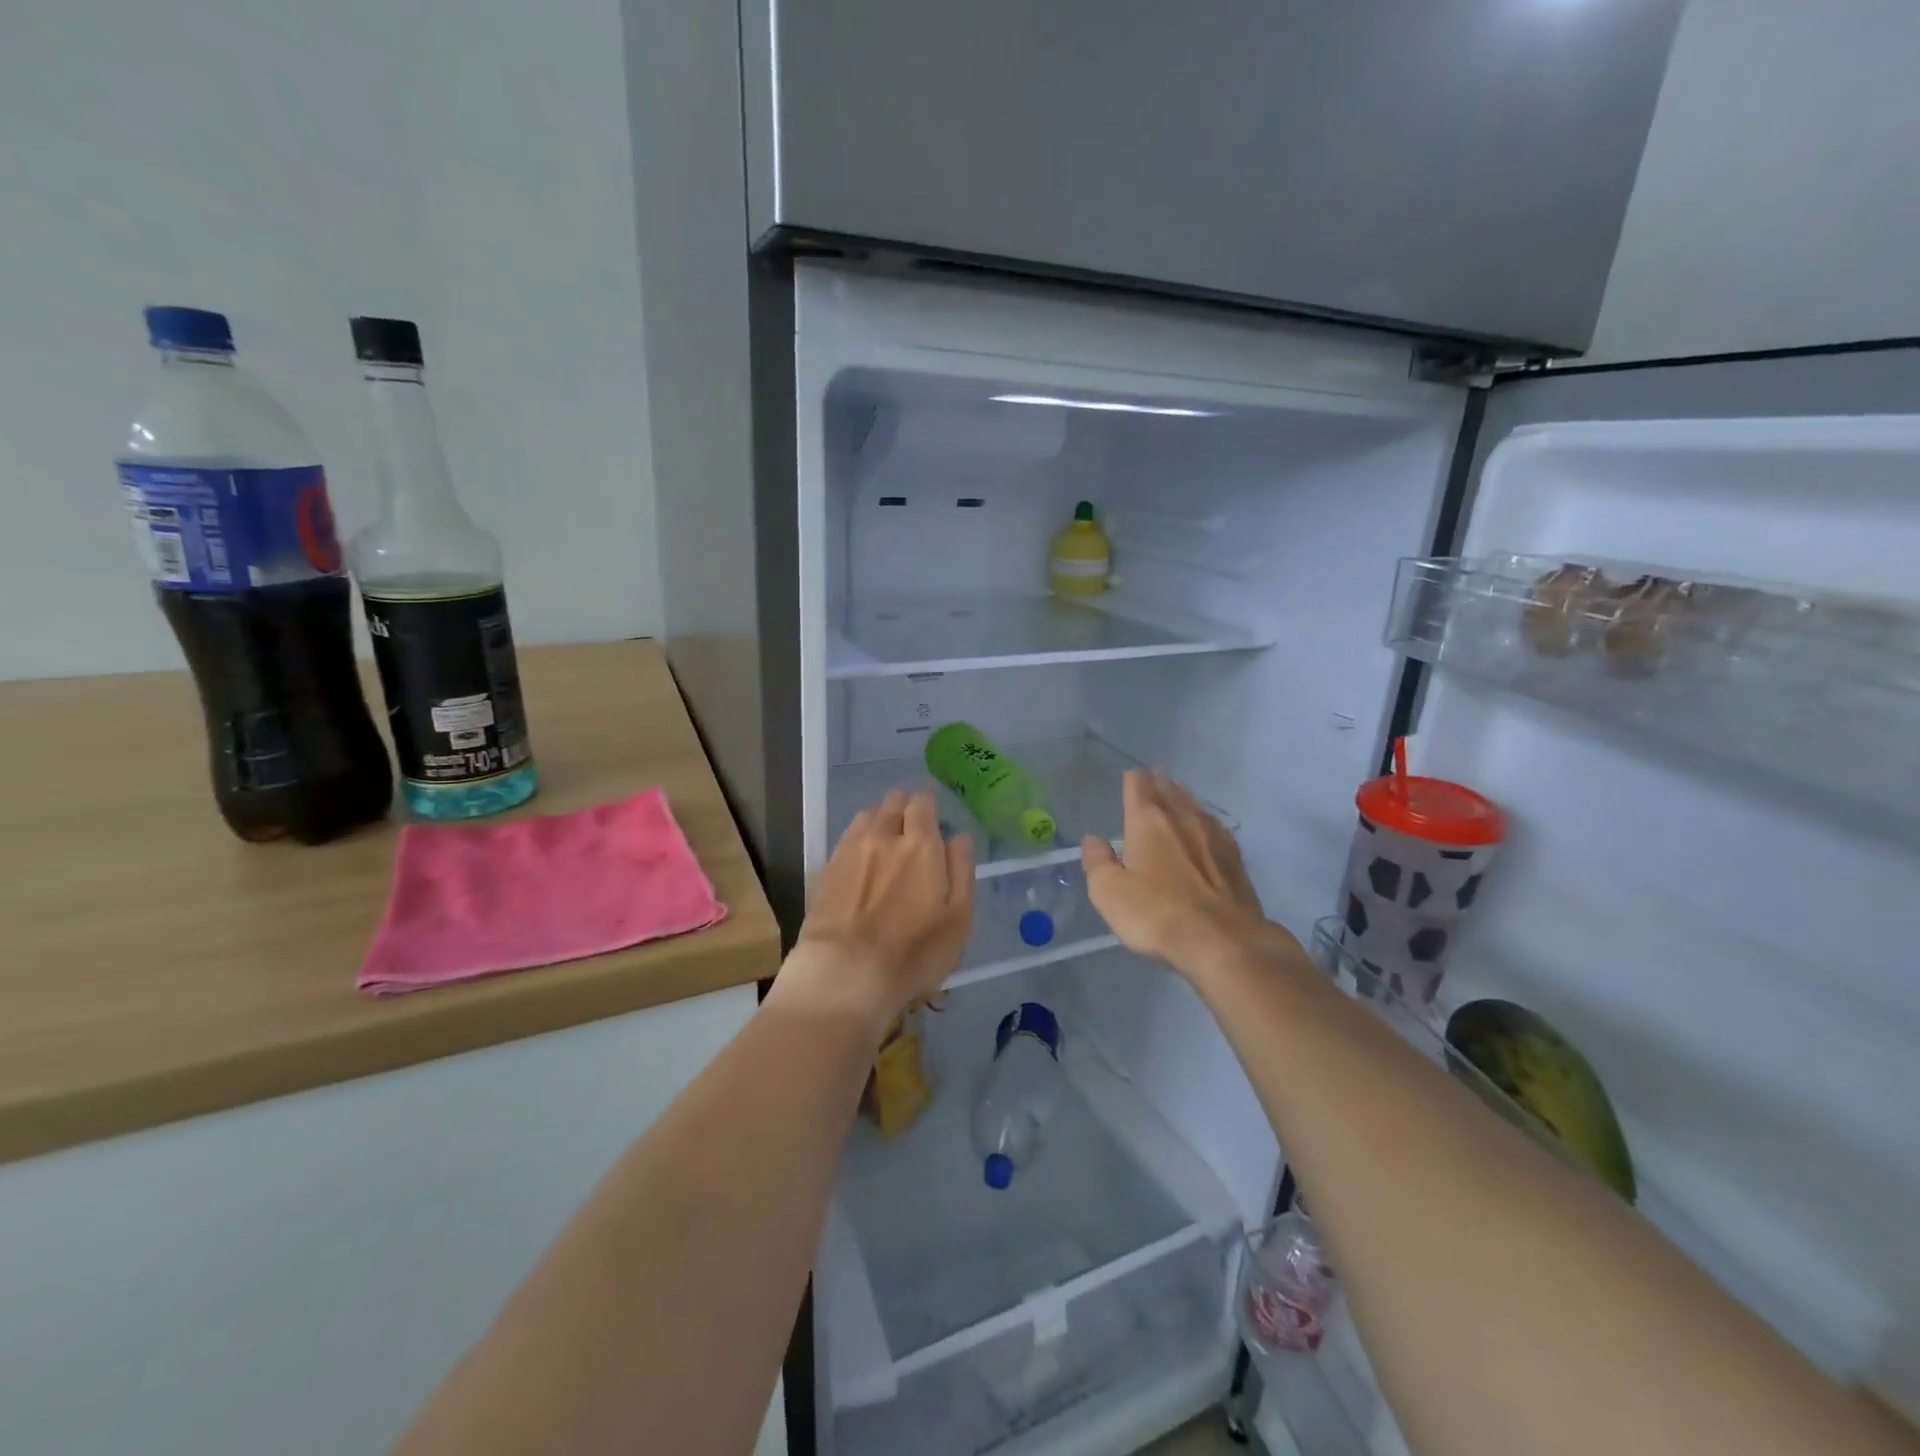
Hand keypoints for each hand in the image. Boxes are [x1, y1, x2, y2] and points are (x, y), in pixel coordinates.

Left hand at [784, 790, 973, 1030]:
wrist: (844, 974)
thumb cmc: (912, 953)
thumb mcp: (958, 920)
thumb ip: (962, 871)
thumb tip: (959, 837)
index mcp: (920, 845)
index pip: (923, 803)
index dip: (930, 810)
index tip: (935, 828)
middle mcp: (884, 836)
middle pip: (894, 801)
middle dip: (905, 810)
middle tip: (913, 836)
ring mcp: (851, 849)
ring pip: (868, 815)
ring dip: (881, 821)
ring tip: (886, 846)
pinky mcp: (827, 868)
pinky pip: (848, 837)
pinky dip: (859, 839)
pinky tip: (863, 863)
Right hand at [1082, 769, 1270, 971]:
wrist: (1221, 940)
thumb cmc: (1155, 913)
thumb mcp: (1108, 891)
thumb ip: (1097, 861)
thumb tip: (1093, 839)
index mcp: (1147, 821)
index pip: (1138, 787)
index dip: (1133, 780)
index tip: (1130, 777)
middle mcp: (1182, 819)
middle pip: (1169, 790)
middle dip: (1159, 783)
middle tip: (1154, 777)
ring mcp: (1213, 837)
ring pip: (1195, 806)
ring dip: (1183, 797)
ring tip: (1177, 794)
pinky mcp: (1235, 858)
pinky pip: (1215, 827)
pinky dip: (1205, 821)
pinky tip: (1207, 827)